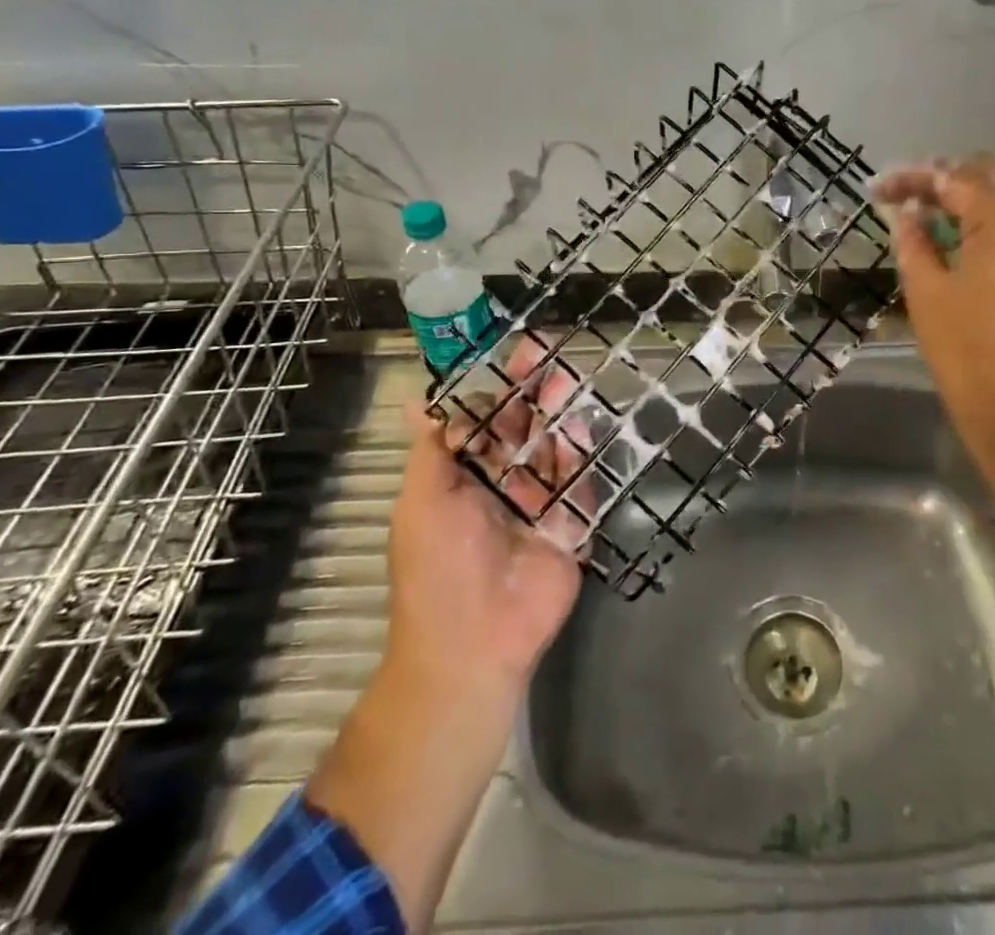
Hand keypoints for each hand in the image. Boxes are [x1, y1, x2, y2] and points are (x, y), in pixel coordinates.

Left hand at [385, 336, 592, 693]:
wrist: (475, 642)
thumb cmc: (438, 566)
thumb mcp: (422, 500)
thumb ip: (432, 448)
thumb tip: (415, 400)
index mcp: (465, 477)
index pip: (486, 421)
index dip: (498, 388)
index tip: (512, 354)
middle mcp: (504, 484)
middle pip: (524, 426)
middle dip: (534, 390)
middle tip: (550, 352)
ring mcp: (540, 503)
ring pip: (553, 447)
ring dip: (559, 413)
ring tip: (566, 379)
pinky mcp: (570, 523)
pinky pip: (578, 482)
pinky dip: (579, 456)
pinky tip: (578, 429)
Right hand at [875, 155, 994, 498]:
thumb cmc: (971, 356)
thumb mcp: (927, 294)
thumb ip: (915, 241)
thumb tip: (909, 212)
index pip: (955, 178)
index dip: (912, 178)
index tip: (879, 189)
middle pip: (993, 175)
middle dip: (947, 179)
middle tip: (907, 196)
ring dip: (973, 198)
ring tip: (932, 215)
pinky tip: (967, 239)